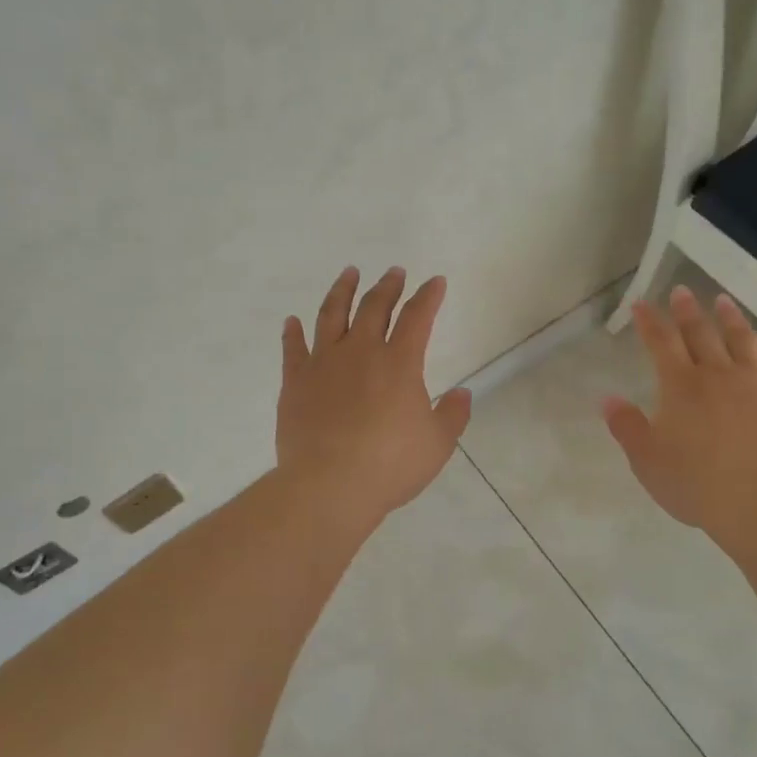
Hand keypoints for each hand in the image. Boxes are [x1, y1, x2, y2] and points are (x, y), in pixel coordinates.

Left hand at [278, 267, 472, 524]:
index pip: (417, 317)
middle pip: (374, 307)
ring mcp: (323, 364)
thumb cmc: (390, 465)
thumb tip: (464, 394)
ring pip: (332, 315)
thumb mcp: (437, 444)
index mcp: (399, 363)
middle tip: (394, 272)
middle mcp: (361, 352)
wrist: (330, 484)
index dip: (429, 296)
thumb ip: (453, 415)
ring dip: (342, 291)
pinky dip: (293, 332)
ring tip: (349, 273)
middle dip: (388, 286)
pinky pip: (293, 348)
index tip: (435, 282)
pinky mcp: (295, 382)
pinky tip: (292, 321)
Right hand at [603, 287, 756, 540]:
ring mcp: (756, 384)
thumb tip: (608, 399)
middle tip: (682, 291)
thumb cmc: (695, 482)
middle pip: (700, 334)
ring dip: (730, 319)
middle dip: (687, 311)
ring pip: (742, 341)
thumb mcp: (647, 460)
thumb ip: (627, 427)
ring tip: (724, 301)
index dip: (649, 322)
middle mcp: (717, 374)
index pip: (660, 343)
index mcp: (680, 386)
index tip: (641, 304)